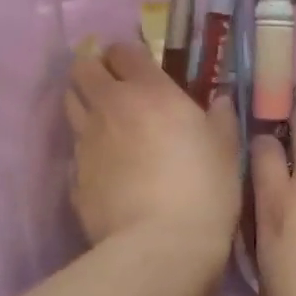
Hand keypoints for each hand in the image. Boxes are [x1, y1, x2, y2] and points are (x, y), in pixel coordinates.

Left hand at [65, 41, 239, 269]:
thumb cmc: (203, 189)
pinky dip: (85, 151)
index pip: (122, 51)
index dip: (126, 54)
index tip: (138, 66)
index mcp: (149, 92)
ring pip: (69, 105)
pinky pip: (74, 151)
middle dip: (93, 71)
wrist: (160, 245)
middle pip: (82, 70)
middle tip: (112, 87)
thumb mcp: (226, 150)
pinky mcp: (73, 178)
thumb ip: (221, 119)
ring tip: (105, 123)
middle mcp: (109, 108)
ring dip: (84, 104)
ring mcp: (86, 143)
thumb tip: (220, 100)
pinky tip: (104, 168)